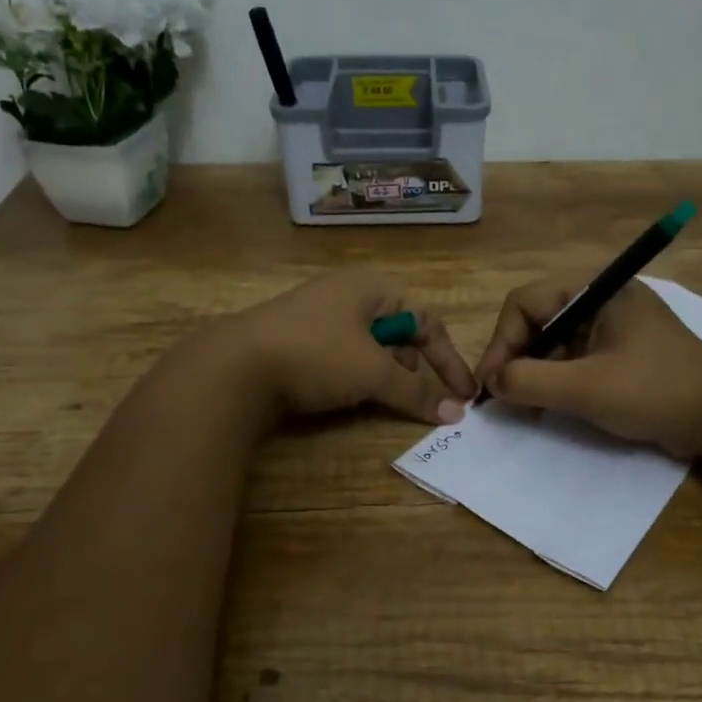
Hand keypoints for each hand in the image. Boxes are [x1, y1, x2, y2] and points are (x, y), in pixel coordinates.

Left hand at [225, 270, 477, 424]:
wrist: (236, 365)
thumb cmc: (317, 354)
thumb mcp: (373, 373)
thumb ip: (416, 392)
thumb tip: (455, 414)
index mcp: (373, 287)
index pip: (427, 321)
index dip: (448, 359)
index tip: (464, 395)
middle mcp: (349, 294)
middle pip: (399, 332)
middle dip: (412, 367)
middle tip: (414, 396)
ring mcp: (320, 315)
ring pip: (371, 347)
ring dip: (384, 374)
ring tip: (379, 397)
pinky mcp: (299, 339)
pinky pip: (344, 356)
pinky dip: (356, 376)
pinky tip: (346, 395)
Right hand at [474, 276, 701, 453]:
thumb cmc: (654, 391)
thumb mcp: (585, 388)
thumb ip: (529, 382)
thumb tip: (492, 383)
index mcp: (596, 290)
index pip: (525, 303)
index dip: (500, 343)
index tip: (491, 384)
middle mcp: (602, 300)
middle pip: (538, 322)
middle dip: (516, 360)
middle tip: (505, 400)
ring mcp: (614, 327)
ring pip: (555, 343)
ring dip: (535, 374)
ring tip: (526, 409)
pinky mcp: (623, 353)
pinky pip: (576, 360)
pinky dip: (557, 381)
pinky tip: (550, 408)